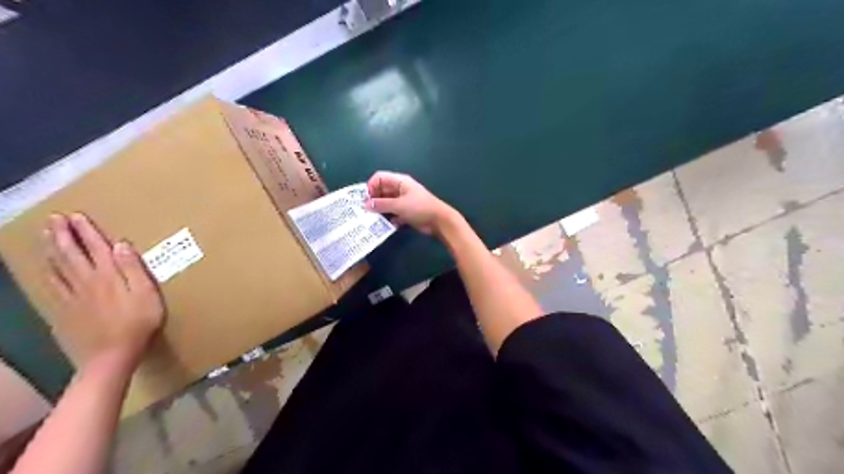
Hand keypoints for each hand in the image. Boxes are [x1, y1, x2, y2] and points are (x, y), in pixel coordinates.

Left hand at [42, 213, 163, 371]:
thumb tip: (122, 244)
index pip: (96, 248)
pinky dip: (47, 272)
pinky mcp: (65, 310)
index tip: (77, 215)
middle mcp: (87, 282)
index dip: (86, 231)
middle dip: (63, 235)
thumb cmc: (137, 323)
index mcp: (109, 276)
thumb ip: (133, 269)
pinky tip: (45, 267)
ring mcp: (72, 296)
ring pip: (57, 267)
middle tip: (54, 218)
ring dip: (51, 249)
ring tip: (46, 235)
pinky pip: (52, 285)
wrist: (111, 355)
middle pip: (71, 254)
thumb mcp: (146, 294)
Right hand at [364, 170, 454, 235]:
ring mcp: (403, 201)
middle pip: (381, 191)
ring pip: (386, 203)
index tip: (365, 199)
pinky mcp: (406, 212)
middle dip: (373, 199)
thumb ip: (381, 204)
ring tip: (370, 219)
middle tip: (364, 211)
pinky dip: (388, 218)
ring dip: (379, 210)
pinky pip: (392, 213)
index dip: (371, 186)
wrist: (439, 221)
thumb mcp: (399, 205)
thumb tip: (365, 205)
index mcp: (400, 181)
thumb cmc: (420, 208)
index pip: (379, 178)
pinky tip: (383, 225)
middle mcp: (400, 189)